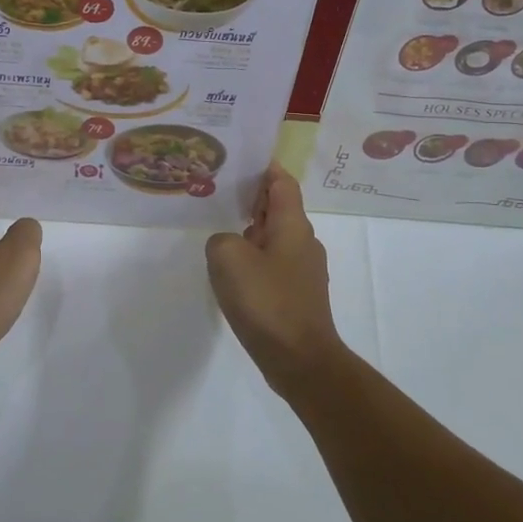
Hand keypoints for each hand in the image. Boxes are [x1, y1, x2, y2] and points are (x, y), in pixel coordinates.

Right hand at [206, 165, 346, 395]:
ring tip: (220, 231)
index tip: (241, 160)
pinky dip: (254, 260)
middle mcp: (303, 242)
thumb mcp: (228, 258)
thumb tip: (229, 245)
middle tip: (219, 194)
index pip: (282, 182)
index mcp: (293, 225)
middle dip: (252, 199)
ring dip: (251, 232)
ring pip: (274, 238)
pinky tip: (233, 274)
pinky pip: (273, 265)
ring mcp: (303, 271)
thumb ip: (221, 239)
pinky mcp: (297, 296)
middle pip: (278, 209)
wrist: (300, 361)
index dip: (264, 167)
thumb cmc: (267, 302)